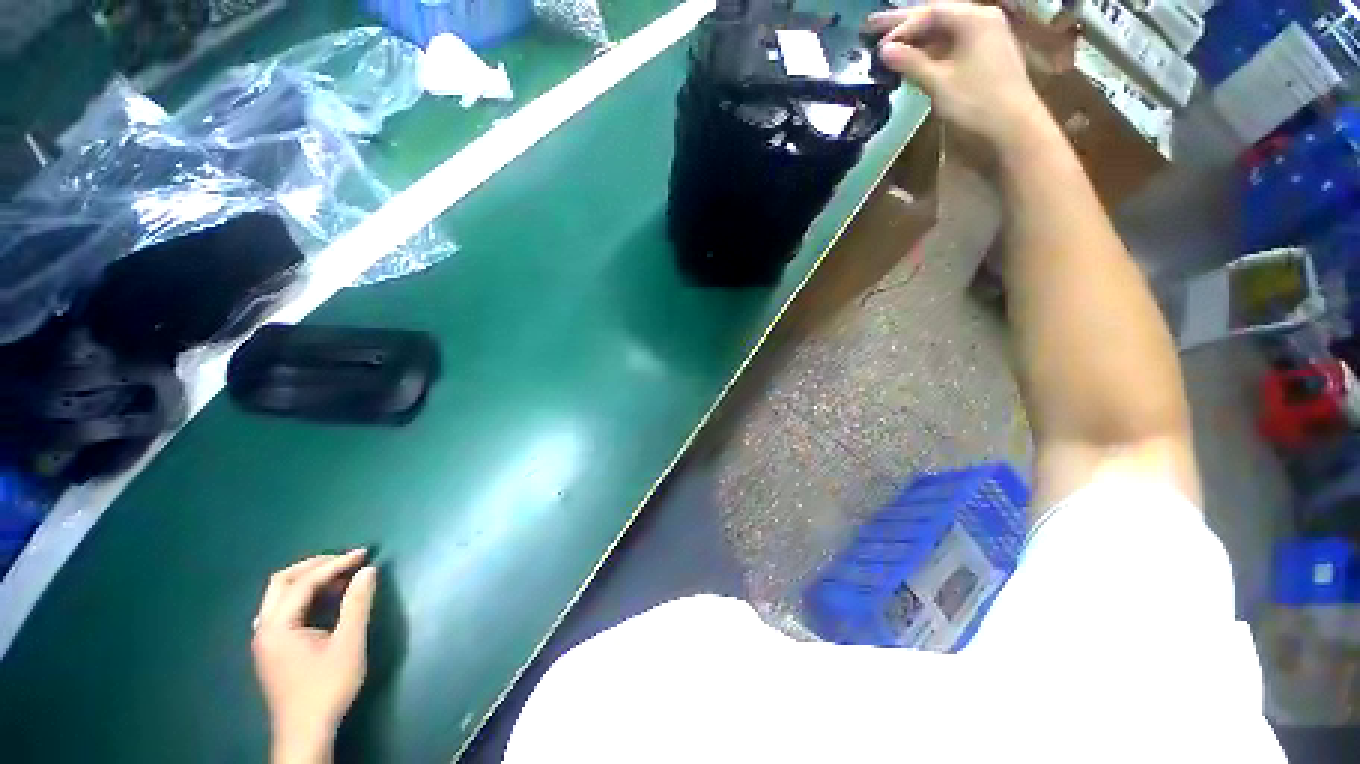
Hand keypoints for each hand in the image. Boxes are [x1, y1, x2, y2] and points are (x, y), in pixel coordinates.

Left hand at [252, 550, 376, 763]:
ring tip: (340, 578)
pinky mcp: (270, 649)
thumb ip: (357, 604)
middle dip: (316, 565)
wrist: (306, 731)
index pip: (304, 582)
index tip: (364, 554)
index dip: (335, 564)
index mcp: (278, 625)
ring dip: (308, 580)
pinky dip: (301, 597)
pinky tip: (319, 603)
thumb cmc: (327, 686)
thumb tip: (368, 570)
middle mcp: (263, 627)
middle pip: (282, 582)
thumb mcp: (349, 643)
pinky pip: (281, 610)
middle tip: (347, 560)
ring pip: (279, 596)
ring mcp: (263, 639)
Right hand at [865, 3, 1054, 158]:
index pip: (930, 12)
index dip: (901, 26)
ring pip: (944, 30)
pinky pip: (952, 43)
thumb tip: (884, 51)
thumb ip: (911, 63)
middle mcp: (982, 19)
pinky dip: (930, 49)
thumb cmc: (976, 102)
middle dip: (904, 24)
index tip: (877, 44)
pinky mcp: (986, 54)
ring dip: (916, 38)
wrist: (1014, 127)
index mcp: (974, 18)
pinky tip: (913, 57)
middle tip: (871, 26)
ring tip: (888, 44)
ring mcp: (986, 36)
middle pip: (937, 16)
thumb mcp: (939, 82)